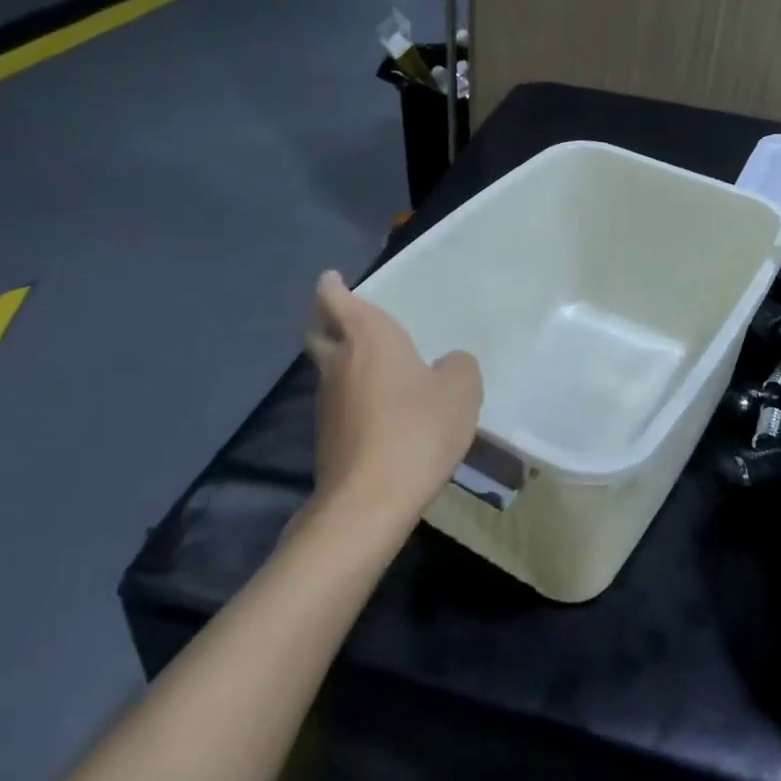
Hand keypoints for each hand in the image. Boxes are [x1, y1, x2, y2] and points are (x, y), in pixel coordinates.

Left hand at [304, 272, 482, 531]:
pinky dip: (352, 398)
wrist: (370, 501)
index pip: (334, 299)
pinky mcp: (327, 438)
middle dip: (326, 319)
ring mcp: (326, 403)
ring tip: (376, 367)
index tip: (332, 279)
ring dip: (343, 362)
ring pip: (329, 370)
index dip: (331, 287)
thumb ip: (459, 367)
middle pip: (319, 332)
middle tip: (344, 315)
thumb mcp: (461, 389)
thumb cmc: (417, 428)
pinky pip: (339, 404)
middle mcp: (339, 363)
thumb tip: (448, 365)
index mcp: (367, 336)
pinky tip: (381, 411)